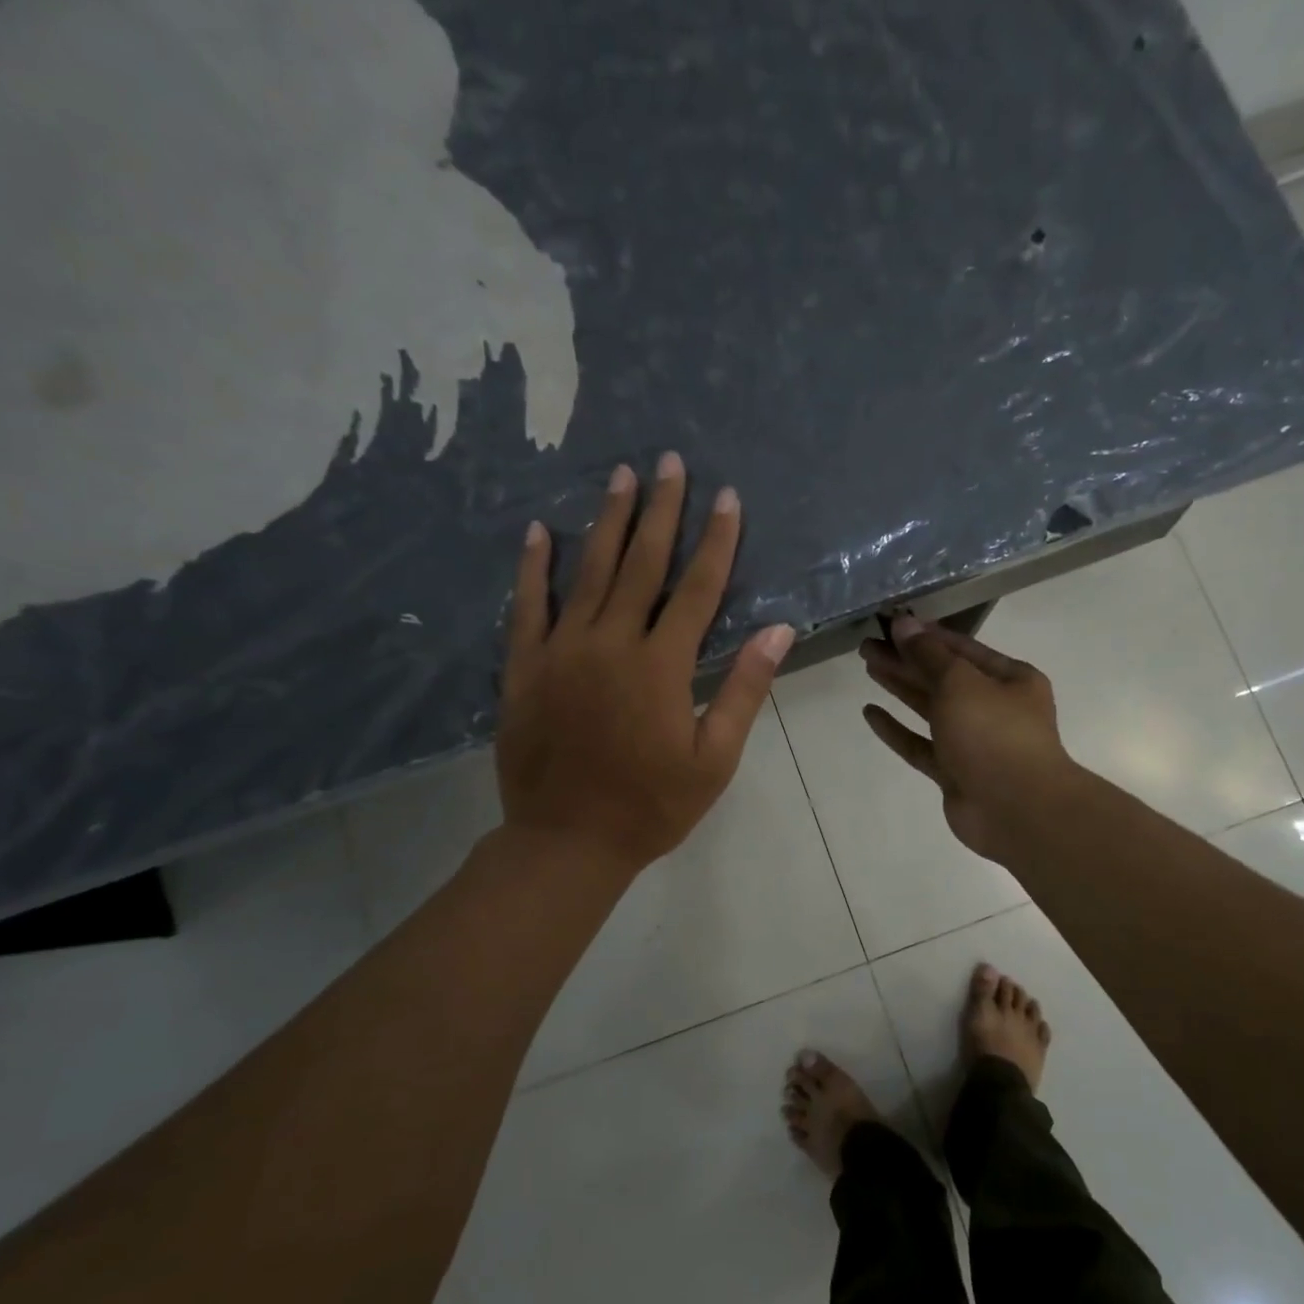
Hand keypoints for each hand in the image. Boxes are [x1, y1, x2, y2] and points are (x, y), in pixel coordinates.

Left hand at [497, 452, 795, 872]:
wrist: (566, 842)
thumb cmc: (651, 806)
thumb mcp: (714, 758)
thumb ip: (743, 689)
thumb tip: (778, 630)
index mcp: (661, 665)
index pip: (698, 588)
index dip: (716, 540)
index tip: (727, 497)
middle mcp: (611, 643)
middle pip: (641, 564)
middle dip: (661, 510)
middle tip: (669, 461)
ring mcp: (561, 651)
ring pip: (587, 572)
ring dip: (607, 521)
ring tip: (619, 475)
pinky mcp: (524, 668)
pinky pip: (527, 606)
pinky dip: (533, 568)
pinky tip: (538, 531)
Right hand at [859, 616, 1071, 861]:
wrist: (1016, 810)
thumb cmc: (994, 734)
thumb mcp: (960, 683)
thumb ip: (928, 654)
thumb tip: (903, 623)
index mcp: (1010, 679)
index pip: (962, 649)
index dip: (926, 636)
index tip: (891, 624)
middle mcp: (993, 707)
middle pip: (943, 677)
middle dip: (907, 659)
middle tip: (868, 645)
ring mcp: (973, 743)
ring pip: (930, 709)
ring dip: (901, 687)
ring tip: (869, 666)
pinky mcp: (953, 772)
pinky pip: (920, 745)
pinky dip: (897, 729)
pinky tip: (870, 712)